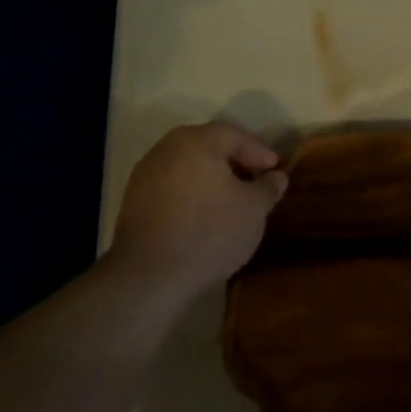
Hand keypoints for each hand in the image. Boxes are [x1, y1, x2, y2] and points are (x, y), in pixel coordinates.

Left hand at [106, 122, 288, 306]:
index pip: (233, 135)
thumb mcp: (254, 209)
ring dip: (212, 178)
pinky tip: (206, 215)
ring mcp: (144, 176)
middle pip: (207, 147)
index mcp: (195, 142)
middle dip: (235, 161)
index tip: (276, 170)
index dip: (259, 150)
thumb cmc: (211, 232)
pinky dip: (193, 194)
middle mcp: (165, 150)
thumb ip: (268, 187)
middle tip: (256, 180)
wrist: (150, 276)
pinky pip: (172, 187)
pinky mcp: (134, 203)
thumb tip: (276, 176)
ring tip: (233, 200)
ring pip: (188, 167)